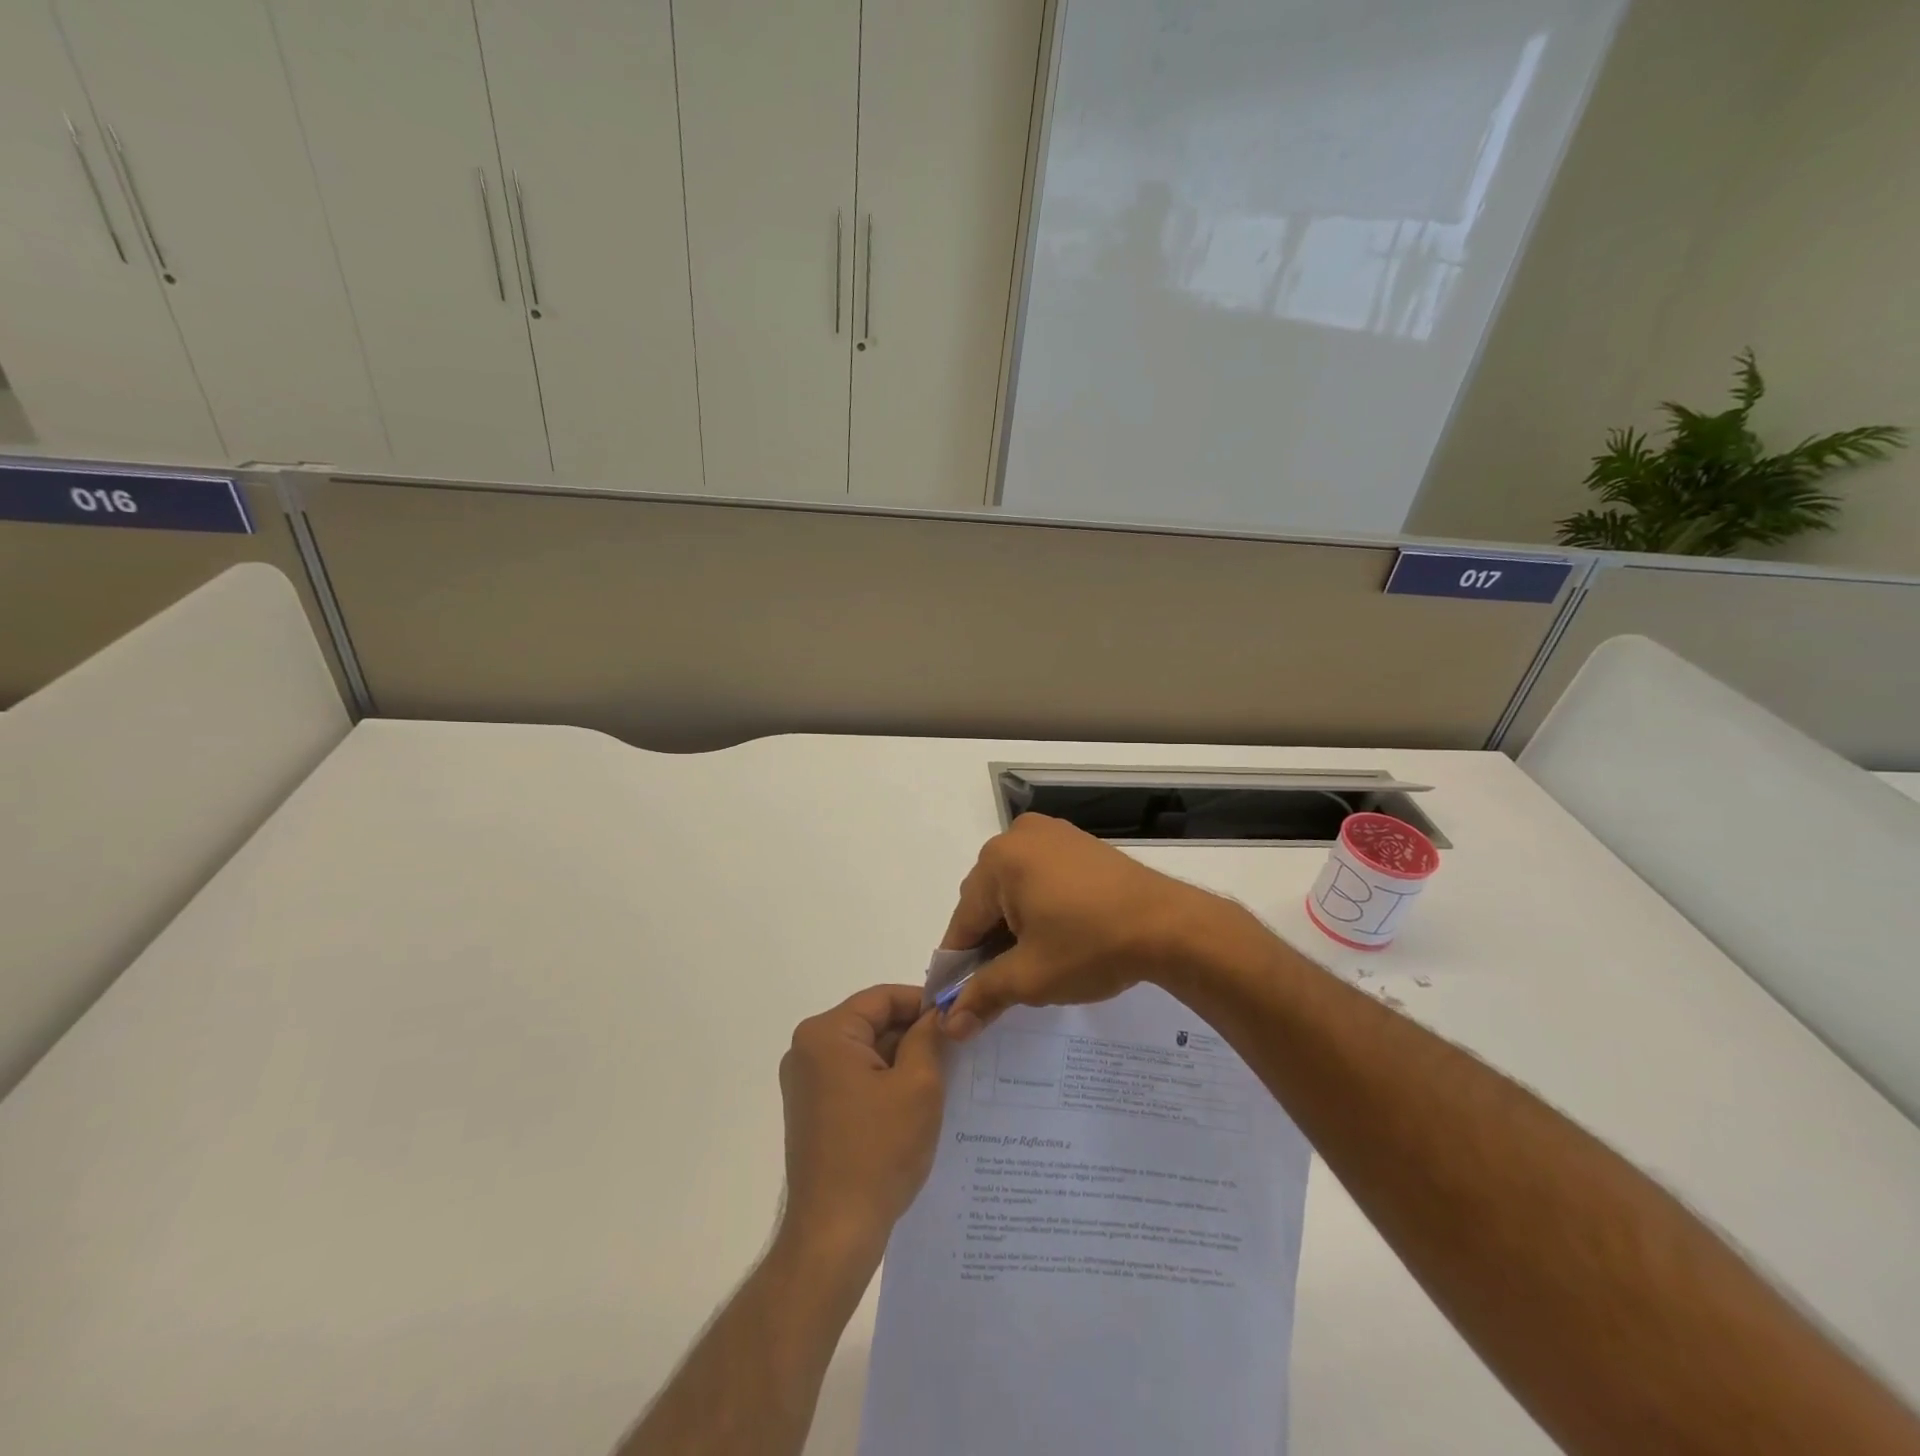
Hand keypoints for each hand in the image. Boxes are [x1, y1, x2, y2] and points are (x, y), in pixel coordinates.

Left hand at [777, 985, 945, 1269]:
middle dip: (914, 1034)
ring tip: (945, 1075)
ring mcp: (806, 1083)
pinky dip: (885, 1083)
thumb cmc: (878, 1151)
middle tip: (958, 1048)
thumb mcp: (918, 1085)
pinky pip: (855, 1079)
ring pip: (866, 1053)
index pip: (883, 998)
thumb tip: (938, 1014)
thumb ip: (929, 1037)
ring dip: (902, 1061)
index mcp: (826, 1034)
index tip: (958, 1018)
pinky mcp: (812, 1111)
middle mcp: (807, 1050)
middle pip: (872, 1023)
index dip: (924, 1003)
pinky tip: (916, 1104)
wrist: (834, 1234)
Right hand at [939, 813, 1229, 1039]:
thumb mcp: (1031, 977)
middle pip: (987, 900)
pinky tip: (1057, 934)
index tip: (959, 1002)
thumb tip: (950, 1025)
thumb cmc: (1091, 946)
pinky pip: (1041, 875)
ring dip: (1015, 924)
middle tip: (1006, 984)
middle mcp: (1019, 836)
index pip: (963, 921)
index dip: (959, 966)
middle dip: (990, 943)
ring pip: (1014, 888)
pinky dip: (1040, 905)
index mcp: (998, 860)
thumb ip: (984, 995)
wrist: (1170, 926)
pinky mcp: (1079, 842)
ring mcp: (1053, 833)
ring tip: (1034, 962)